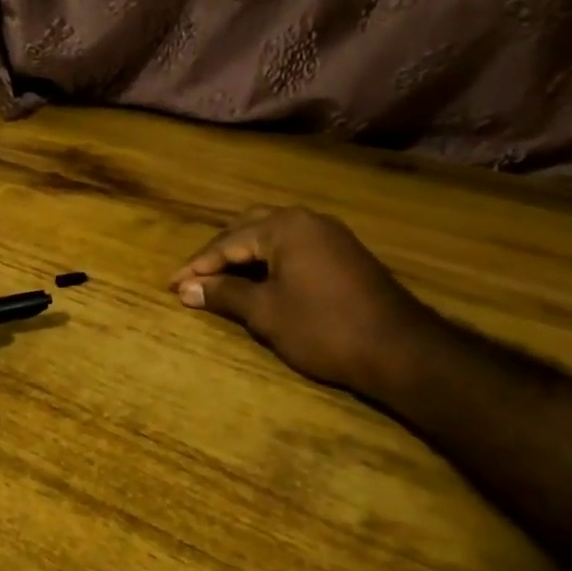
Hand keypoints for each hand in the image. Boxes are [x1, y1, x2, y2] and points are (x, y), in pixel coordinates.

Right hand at [169, 208, 430, 395]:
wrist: (401, 350)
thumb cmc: (324, 328)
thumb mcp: (265, 312)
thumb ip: (223, 294)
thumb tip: (186, 288)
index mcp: (284, 226)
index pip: (227, 242)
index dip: (196, 266)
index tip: (170, 285)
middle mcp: (306, 219)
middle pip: (248, 228)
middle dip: (218, 253)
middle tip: (194, 278)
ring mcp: (329, 234)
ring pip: (272, 235)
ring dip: (244, 254)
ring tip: (220, 278)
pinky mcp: (343, 252)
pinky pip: (293, 246)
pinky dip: (269, 259)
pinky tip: (260, 279)